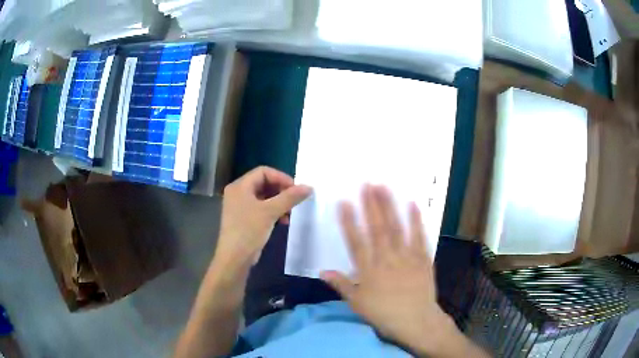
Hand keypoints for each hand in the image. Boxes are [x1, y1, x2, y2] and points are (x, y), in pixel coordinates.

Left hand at [214, 166, 311, 268]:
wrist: (234, 258)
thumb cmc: (249, 231)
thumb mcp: (270, 212)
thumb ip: (289, 198)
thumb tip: (309, 187)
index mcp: (240, 186)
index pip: (263, 172)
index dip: (281, 178)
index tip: (296, 189)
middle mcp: (238, 192)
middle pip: (264, 183)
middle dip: (281, 191)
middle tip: (295, 200)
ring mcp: (240, 206)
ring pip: (264, 197)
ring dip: (279, 202)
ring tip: (290, 213)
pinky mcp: (244, 218)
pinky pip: (261, 208)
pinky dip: (273, 211)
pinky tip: (283, 221)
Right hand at [321, 185, 459, 355]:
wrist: (416, 321)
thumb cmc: (384, 314)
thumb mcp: (357, 303)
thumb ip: (341, 285)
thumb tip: (322, 271)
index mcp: (369, 270)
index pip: (356, 242)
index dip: (349, 221)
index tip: (344, 202)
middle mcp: (387, 259)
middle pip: (377, 229)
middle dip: (371, 205)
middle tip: (367, 183)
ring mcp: (406, 257)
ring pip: (397, 228)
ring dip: (390, 207)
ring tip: (385, 187)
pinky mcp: (423, 258)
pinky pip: (419, 237)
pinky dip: (416, 221)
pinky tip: (413, 205)